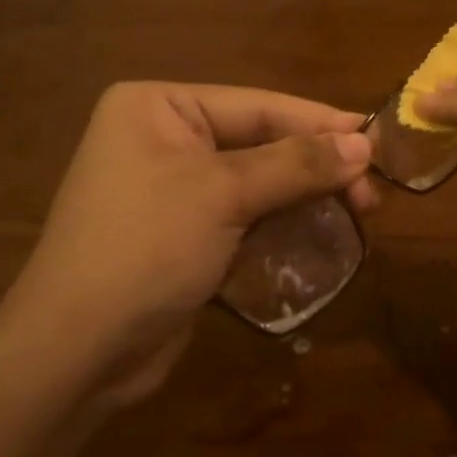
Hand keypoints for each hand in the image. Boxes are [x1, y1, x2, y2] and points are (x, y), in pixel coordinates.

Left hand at [0, 83, 376, 412]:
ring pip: (259, 183)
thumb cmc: (145, 249)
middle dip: (316, 168)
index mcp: (159, 107)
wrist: (77, 351)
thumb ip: (296, 164)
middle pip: (261, 143)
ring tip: (360, 214)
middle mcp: (164, 138)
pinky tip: (321, 237)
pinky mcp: (185, 234)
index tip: (379, 140)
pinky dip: (282, 226)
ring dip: (306, 199)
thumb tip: (364, 142)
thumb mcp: (223, 194)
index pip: (258, 105)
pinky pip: (245, 217)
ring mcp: (173, 189)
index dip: (321, 123)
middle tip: (371, 195)